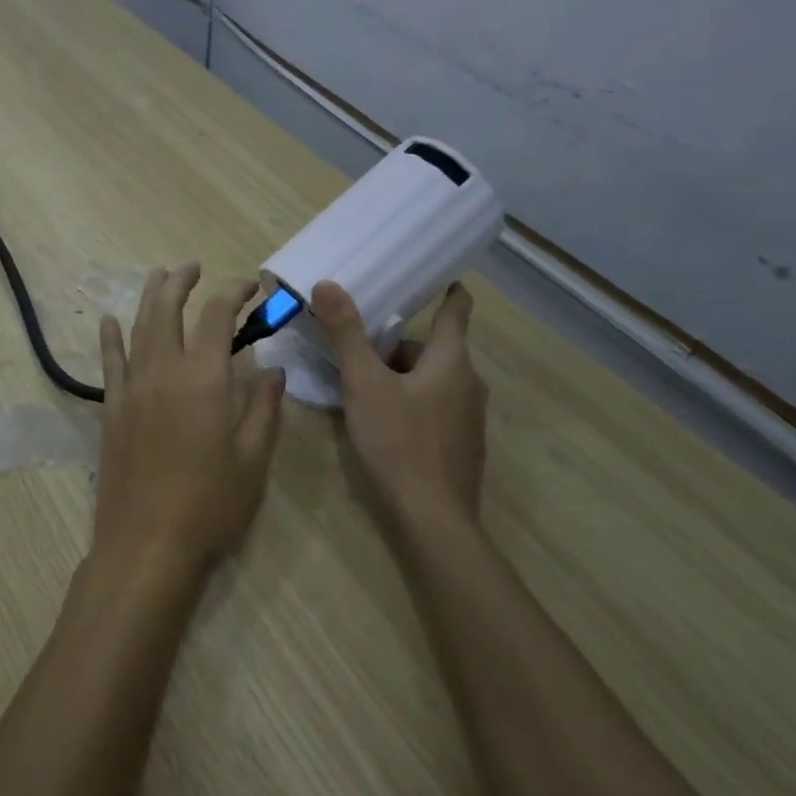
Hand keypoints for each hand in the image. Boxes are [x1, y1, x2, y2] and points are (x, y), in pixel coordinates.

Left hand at [92, 264, 286, 576]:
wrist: (147, 544)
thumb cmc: (210, 504)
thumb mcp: (253, 459)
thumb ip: (264, 408)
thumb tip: (274, 371)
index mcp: (204, 378)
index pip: (217, 316)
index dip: (233, 293)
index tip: (250, 287)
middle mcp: (163, 370)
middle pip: (168, 309)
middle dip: (182, 281)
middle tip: (195, 267)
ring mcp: (131, 388)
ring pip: (138, 327)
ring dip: (150, 297)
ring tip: (160, 277)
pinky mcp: (111, 409)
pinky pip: (109, 362)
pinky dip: (111, 337)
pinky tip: (109, 321)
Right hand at [313, 280, 487, 530]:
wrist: (432, 519)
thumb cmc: (399, 442)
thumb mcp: (364, 383)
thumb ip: (346, 333)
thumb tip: (327, 284)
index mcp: (451, 359)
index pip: (456, 308)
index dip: (446, 289)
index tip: (430, 276)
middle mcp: (468, 382)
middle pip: (432, 349)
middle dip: (396, 346)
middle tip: (357, 350)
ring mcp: (468, 417)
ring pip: (431, 380)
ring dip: (400, 376)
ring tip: (361, 389)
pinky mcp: (461, 445)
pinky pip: (434, 408)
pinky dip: (410, 403)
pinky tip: (383, 425)